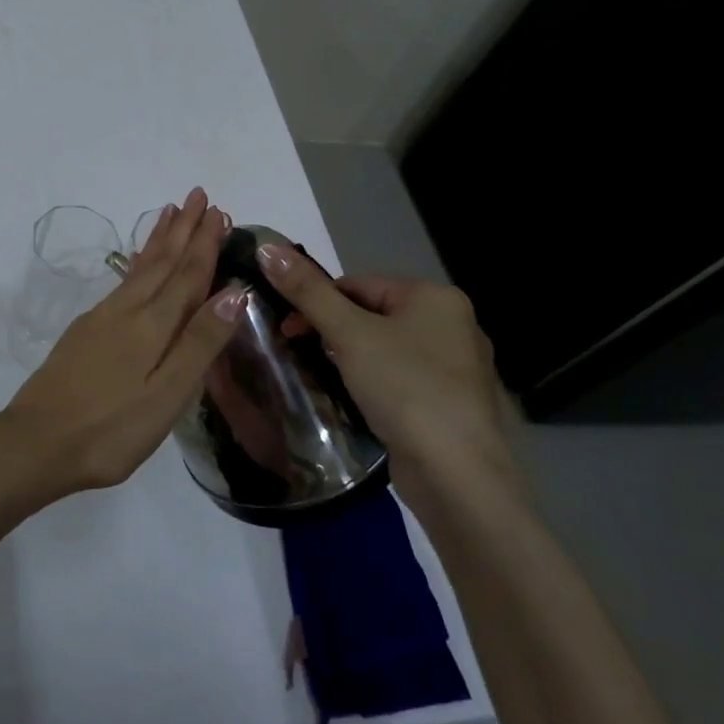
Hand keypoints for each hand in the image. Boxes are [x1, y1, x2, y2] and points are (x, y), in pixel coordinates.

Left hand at [0, 188, 244, 504]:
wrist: (35, 441)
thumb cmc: (110, 430)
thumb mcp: (166, 396)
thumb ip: (199, 344)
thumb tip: (234, 292)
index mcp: (152, 326)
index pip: (187, 275)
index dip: (204, 244)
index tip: (218, 211)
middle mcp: (126, 311)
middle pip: (161, 262)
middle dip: (182, 229)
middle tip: (198, 195)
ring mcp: (101, 319)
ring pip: (139, 268)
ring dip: (159, 240)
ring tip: (169, 212)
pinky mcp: (85, 331)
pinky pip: (122, 283)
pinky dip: (137, 263)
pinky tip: (138, 264)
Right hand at [256, 244, 523, 514]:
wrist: (457, 475)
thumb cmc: (405, 389)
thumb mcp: (348, 333)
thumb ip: (306, 290)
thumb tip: (266, 247)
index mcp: (435, 297)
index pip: (357, 284)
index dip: (316, 302)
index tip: (286, 329)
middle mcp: (453, 324)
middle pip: (370, 314)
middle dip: (332, 332)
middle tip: (299, 354)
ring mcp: (456, 367)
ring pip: (383, 348)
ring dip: (349, 359)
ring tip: (323, 379)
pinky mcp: (451, 403)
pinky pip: (399, 378)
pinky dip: (372, 383)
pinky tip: (354, 401)